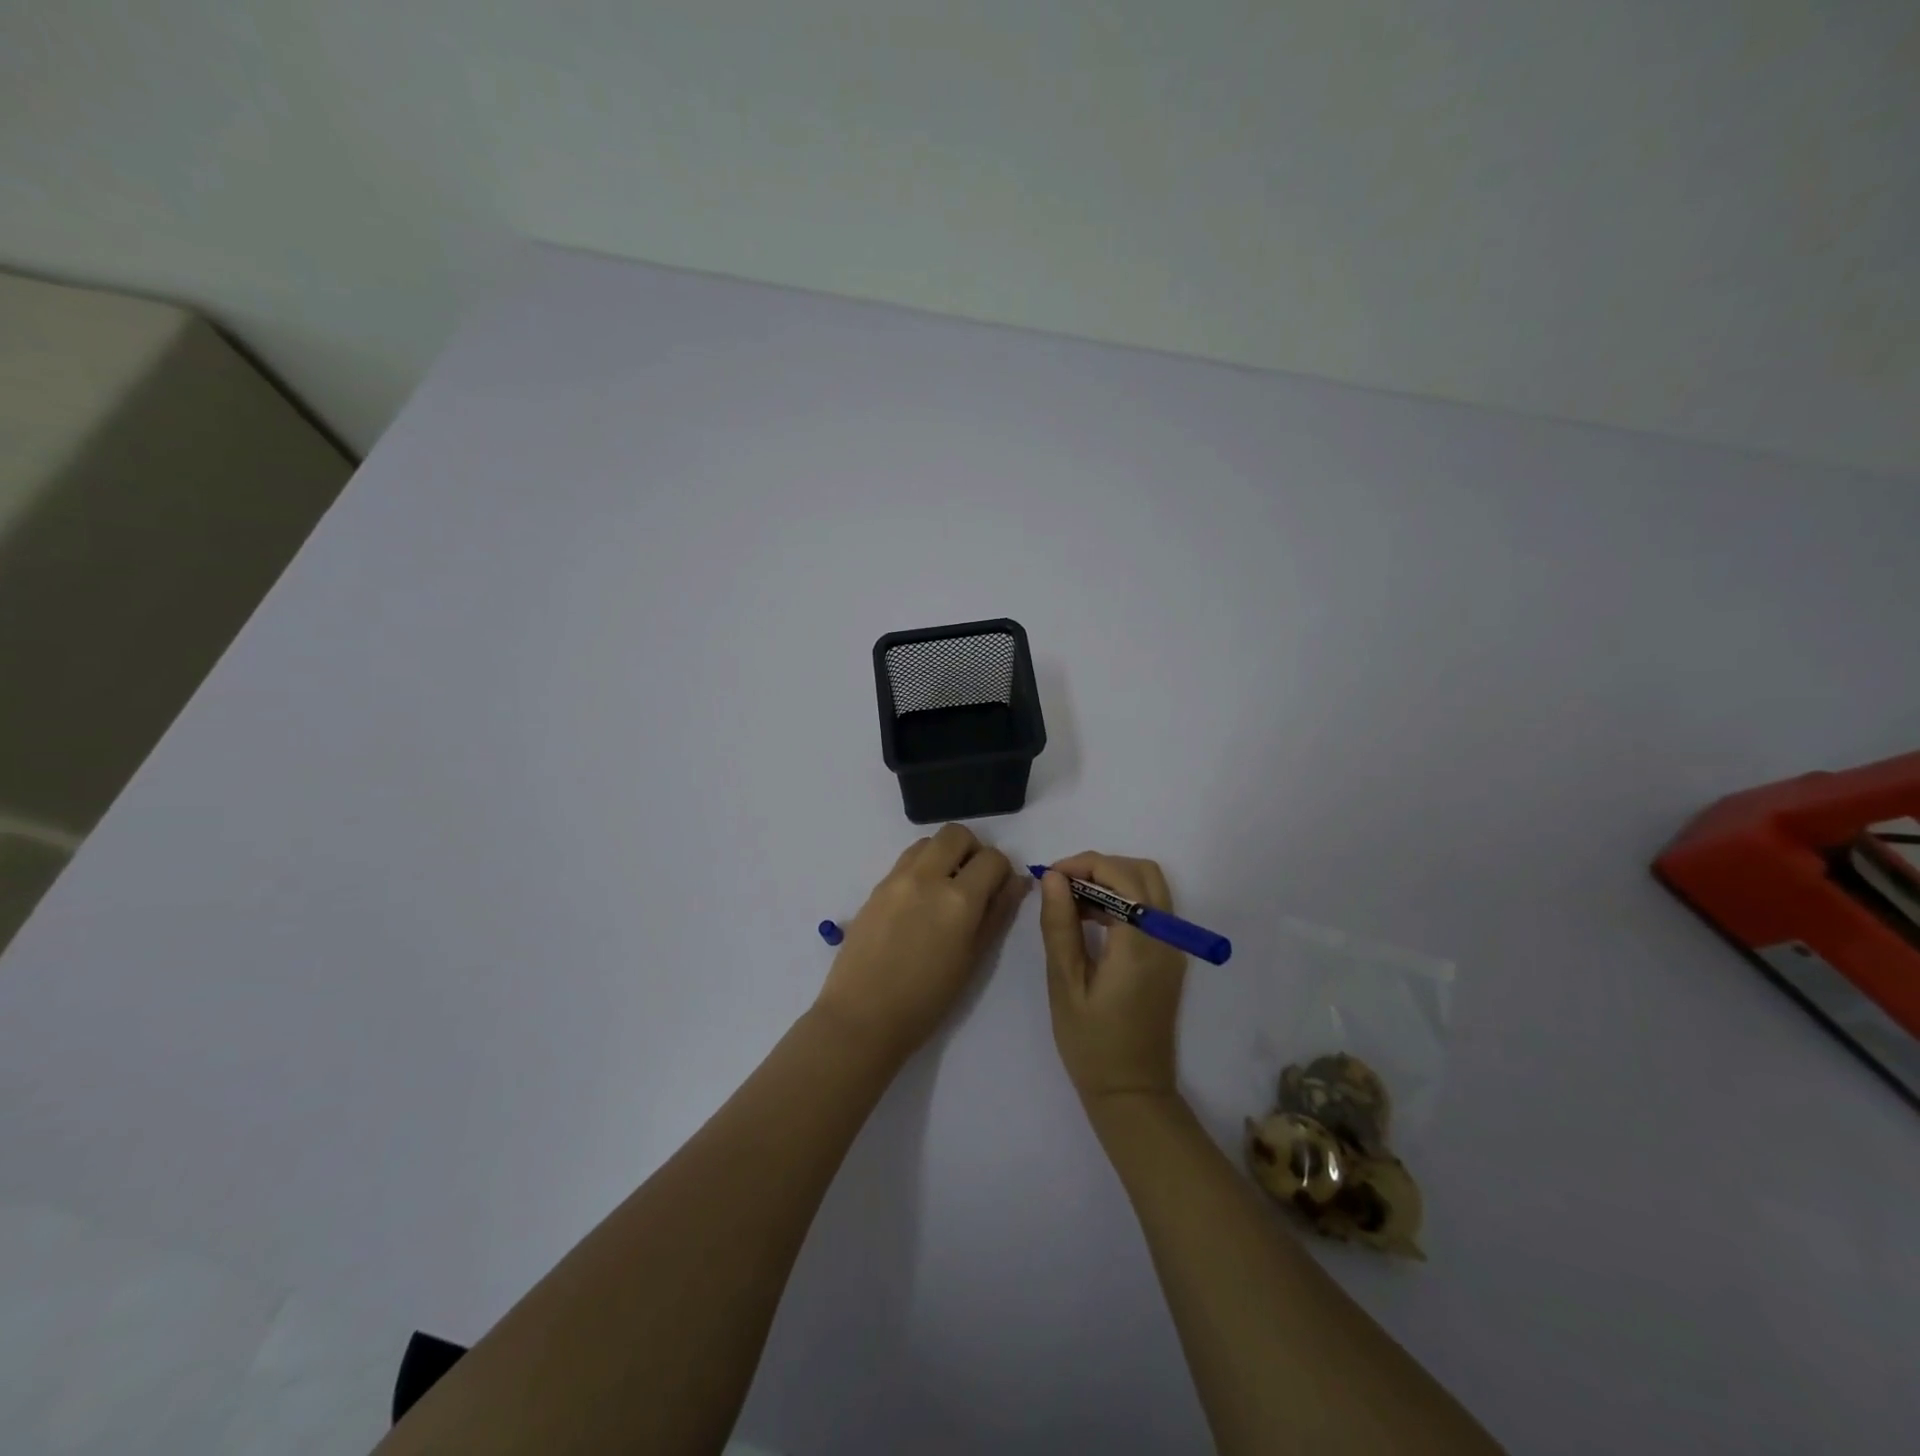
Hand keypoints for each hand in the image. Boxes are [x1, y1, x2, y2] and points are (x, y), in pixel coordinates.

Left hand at [814, 824, 1025, 1064]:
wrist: (863, 1016)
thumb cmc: (927, 1000)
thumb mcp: (973, 959)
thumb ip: (998, 914)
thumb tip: (1017, 882)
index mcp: (958, 899)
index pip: (993, 858)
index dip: (1002, 871)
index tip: (998, 890)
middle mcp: (927, 877)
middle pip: (957, 834)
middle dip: (972, 850)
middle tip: (973, 882)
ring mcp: (896, 879)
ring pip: (928, 842)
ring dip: (944, 854)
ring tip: (944, 890)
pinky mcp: (876, 887)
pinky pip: (905, 861)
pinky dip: (921, 868)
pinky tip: (919, 903)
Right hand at [1040, 852, 1188, 1105]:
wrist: (1132, 1093)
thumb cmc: (1092, 1044)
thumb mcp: (1065, 984)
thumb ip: (1060, 926)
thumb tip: (1053, 878)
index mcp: (1140, 943)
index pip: (1119, 876)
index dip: (1082, 865)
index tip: (1049, 877)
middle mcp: (1167, 937)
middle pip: (1142, 872)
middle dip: (1100, 867)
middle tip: (1062, 886)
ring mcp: (1173, 947)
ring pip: (1151, 887)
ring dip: (1113, 881)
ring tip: (1072, 902)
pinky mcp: (1170, 958)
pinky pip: (1153, 909)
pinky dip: (1124, 900)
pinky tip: (1092, 920)